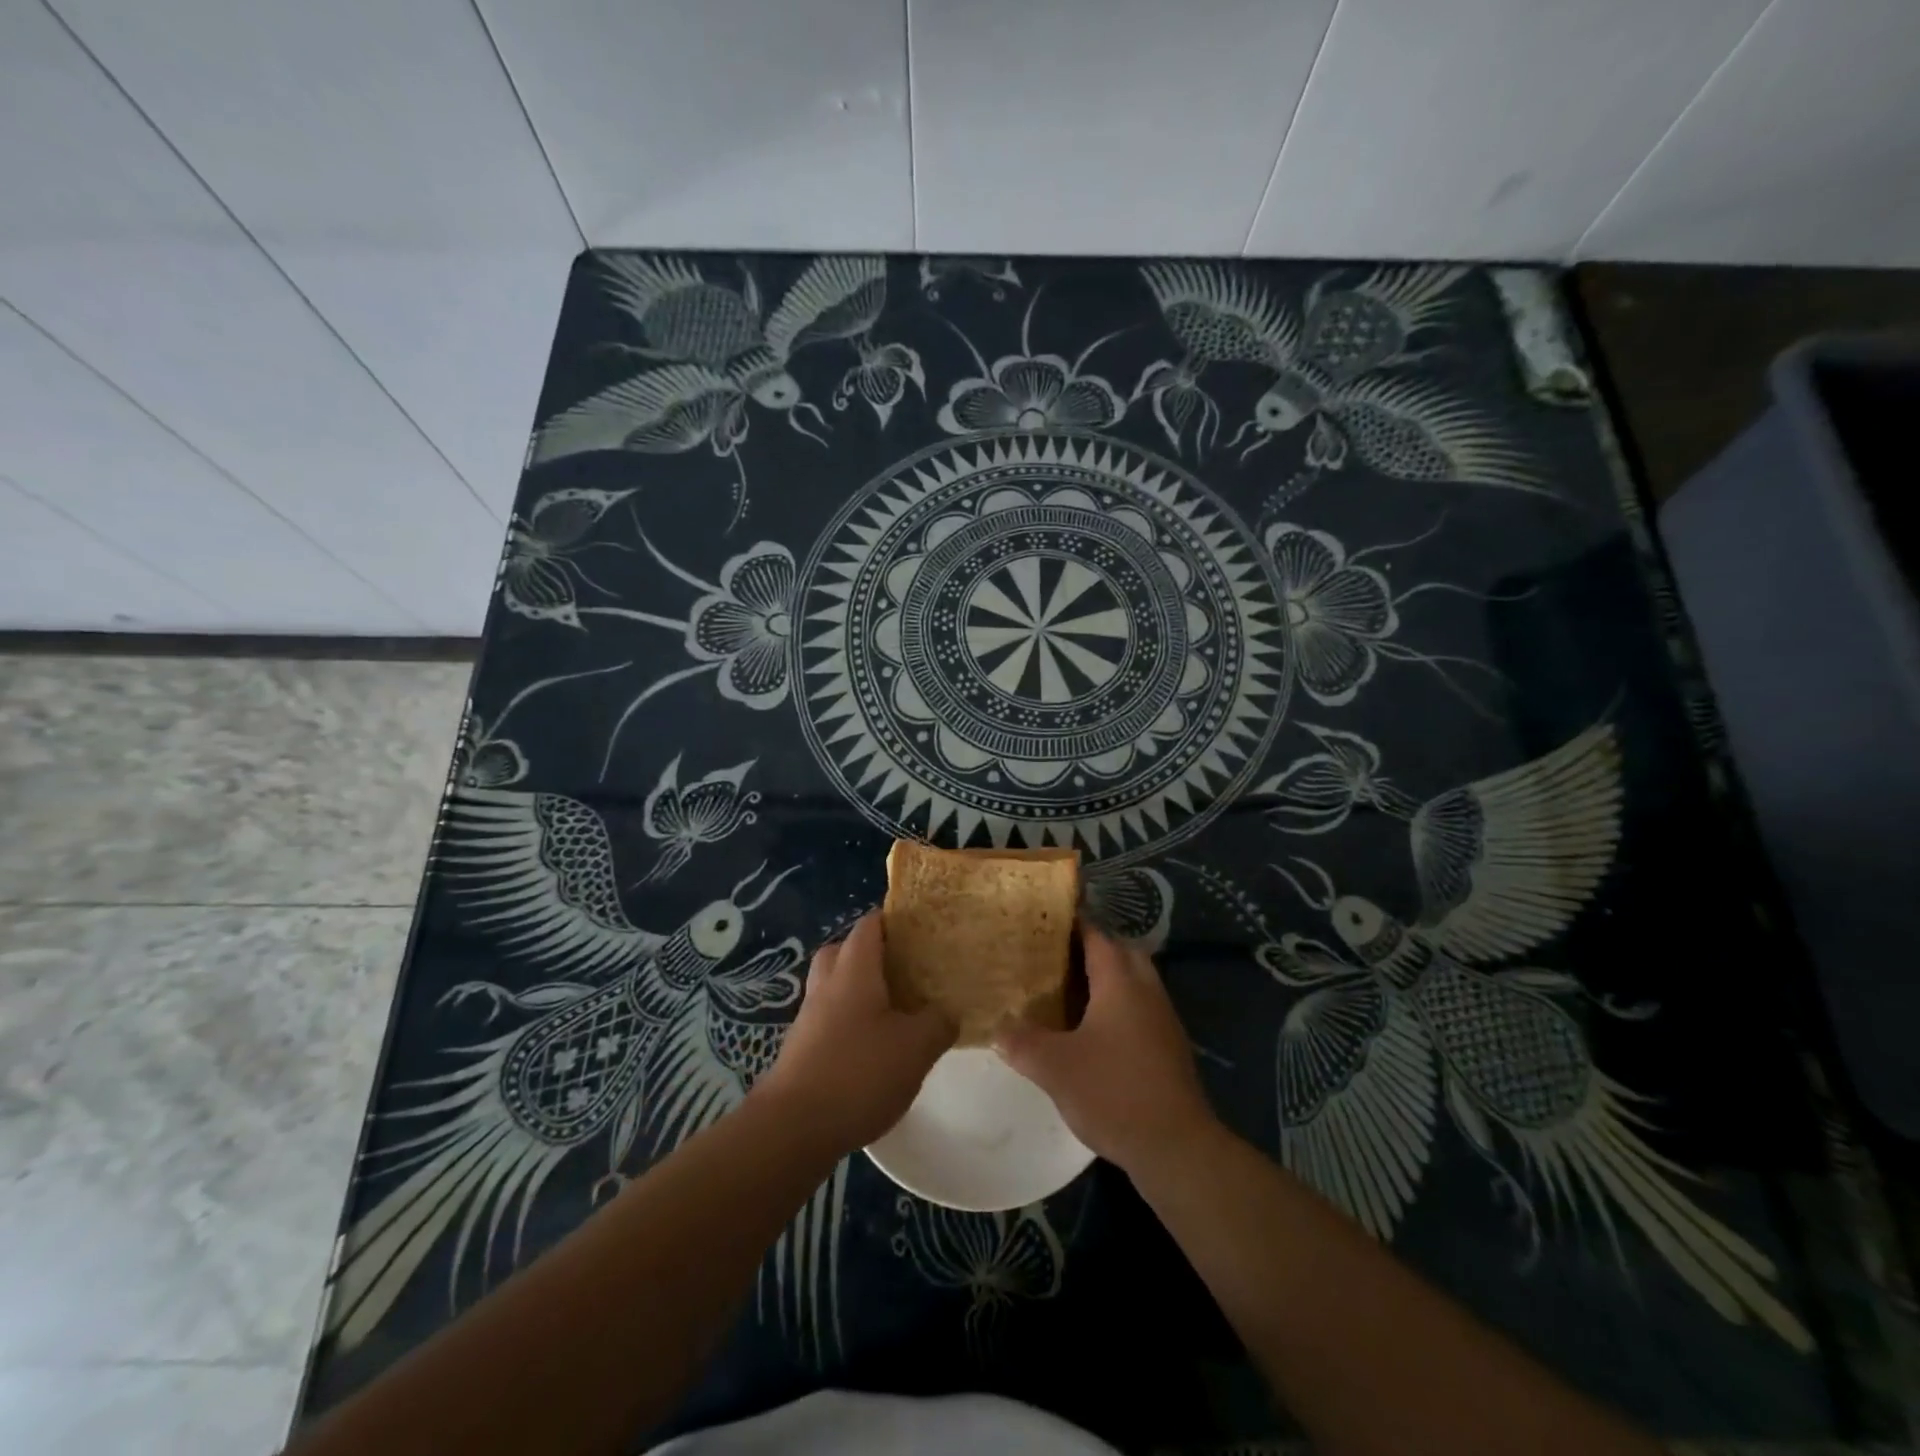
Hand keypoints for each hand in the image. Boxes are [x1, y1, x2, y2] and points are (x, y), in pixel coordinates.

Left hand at [755, 912, 953, 1154]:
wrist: (792, 1129)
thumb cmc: (858, 1074)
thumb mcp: (916, 1047)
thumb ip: (938, 1023)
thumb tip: (947, 1012)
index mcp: (854, 970)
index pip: (869, 925)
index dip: (894, 920)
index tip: (920, 929)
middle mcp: (827, 985)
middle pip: (844, 950)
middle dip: (872, 953)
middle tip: (904, 968)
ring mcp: (809, 1018)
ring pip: (834, 986)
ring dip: (860, 989)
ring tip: (895, 1009)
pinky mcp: (802, 1049)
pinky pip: (829, 1018)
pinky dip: (850, 1021)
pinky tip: (874, 1047)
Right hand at [995, 926, 1215, 1176]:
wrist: (1176, 1146)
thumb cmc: (1114, 1092)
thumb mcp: (1054, 1067)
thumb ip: (1021, 1042)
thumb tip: (996, 1027)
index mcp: (1120, 981)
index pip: (1096, 934)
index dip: (1072, 922)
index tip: (1044, 918)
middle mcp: (1146, 989)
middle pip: (1120, 951)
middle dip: (1090, 947)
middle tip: (1053, 954)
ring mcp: (1162, 1018)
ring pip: (1133, 980)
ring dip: (1105, 977)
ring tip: (1066, 988)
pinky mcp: (1168, 1046)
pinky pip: (1139, 1007)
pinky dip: (1116, 1005)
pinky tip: (1090, 1029)